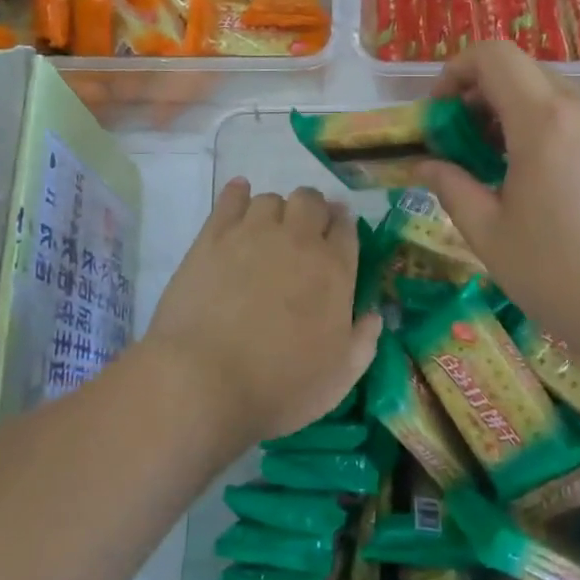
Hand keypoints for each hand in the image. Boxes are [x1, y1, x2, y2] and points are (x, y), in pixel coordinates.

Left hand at [144, 178, 381, 450]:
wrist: (205, 380)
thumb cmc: (280, 385)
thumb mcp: (340, 377)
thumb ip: (364, 341)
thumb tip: (375, 315)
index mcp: (335, 269)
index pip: (347, 227)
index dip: (343, 226)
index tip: (337, 234)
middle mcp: (298, 240)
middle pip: (311, 201)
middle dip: (313, 210)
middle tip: (304, 234)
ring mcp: (253, 233)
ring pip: (271, 199)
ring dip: (277, 210)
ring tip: (269, 230)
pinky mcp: (212, 237)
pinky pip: (230, 199)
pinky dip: (238, 193)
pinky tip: (239, 195)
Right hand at [418, 42, 579, 366]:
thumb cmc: (557, 274)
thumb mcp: (488, 233)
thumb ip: (450, 186)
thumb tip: (424, 164)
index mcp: (543, 120)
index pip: (494, 55)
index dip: (456, 70)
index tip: (440, 113)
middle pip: (522, 70)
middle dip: (481, 94)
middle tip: (461, 142)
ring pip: (551, 93)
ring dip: (514, 111)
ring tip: (496, 164)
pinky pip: (577, 117)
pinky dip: (545, 127)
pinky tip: (538, 179)